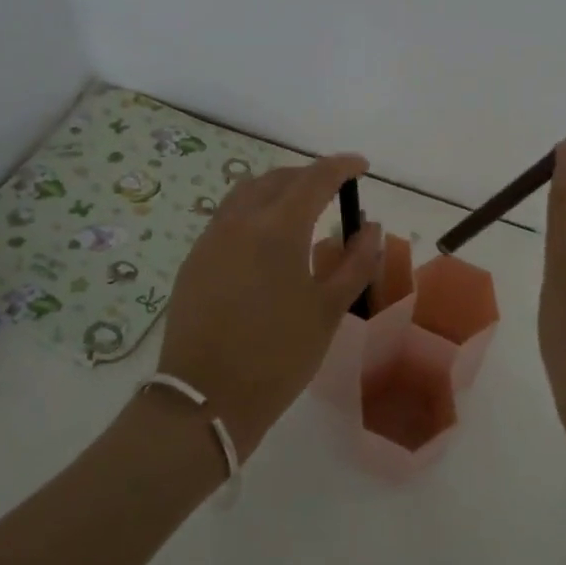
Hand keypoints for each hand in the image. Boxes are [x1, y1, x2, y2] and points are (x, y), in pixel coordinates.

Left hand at [154, 154, 381, 456]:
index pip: (315, 178)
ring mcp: (211, 238)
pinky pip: (228, 217)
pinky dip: (253, 211)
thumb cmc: (279, 354)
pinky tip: (265, 240)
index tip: (362, 166)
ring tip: (300, 208)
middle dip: (309, 176)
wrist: (205, 398)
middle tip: (333, 189)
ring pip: (247, 192)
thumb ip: (355, 262)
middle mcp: (240, 220)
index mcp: (278, 227)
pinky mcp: (194, 259)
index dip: (342, 166)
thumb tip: (371, 226)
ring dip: (277, 189)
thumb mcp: (329, 309)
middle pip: (278, 179)